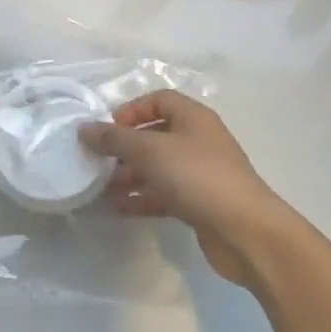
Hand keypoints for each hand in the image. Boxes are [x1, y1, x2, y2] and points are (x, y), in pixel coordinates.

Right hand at [78, 91, 293, 287]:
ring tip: (102, 187)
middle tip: (98, 161)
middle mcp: (198, 141)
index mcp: (193, 118)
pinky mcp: (199, 203)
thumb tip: (84, 128)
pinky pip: (164, 194)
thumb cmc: (198, 177)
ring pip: (158, 167)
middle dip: (125, 147)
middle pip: (155, 134)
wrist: (246, 231)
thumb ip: (114, 138)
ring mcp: (200, 174)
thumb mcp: (151, 151)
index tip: (107, 129)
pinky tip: (118, 207)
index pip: (158, 100)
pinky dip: (142, 197)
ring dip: (130, 174)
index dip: (131, 110)